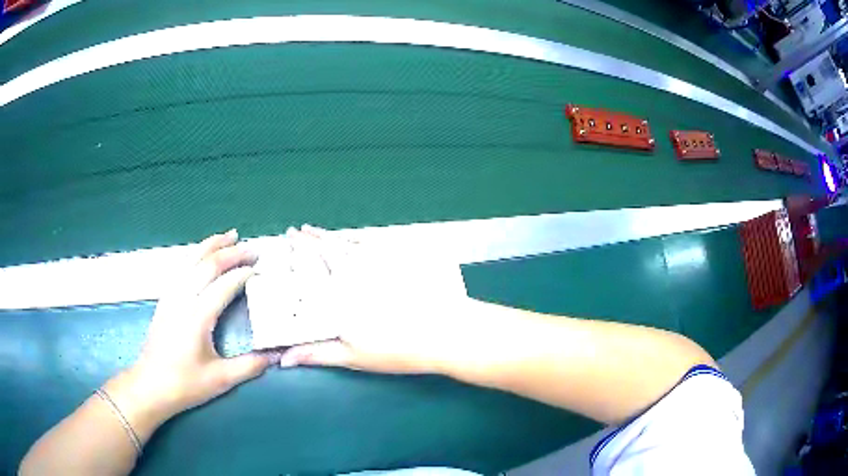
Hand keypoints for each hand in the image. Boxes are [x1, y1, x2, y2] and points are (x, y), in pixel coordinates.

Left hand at [108, 230, 271, 428]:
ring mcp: (171, 296)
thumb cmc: (185, 384)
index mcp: (197, 317)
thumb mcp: (220, 380)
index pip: (224, 285)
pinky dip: (195, 255)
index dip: (243, 274)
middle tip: (251, 248)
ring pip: (191, 261)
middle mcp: (183, 299)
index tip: (261, 270)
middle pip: (207, 265)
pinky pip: (181, 268)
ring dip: (211, 245)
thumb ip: (249, 366)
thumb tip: (276, 355)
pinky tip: (201, 253)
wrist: (150, 386)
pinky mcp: (165, 299)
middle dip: (231, 253)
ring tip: (228, 235)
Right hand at [278, 225, 472, 373]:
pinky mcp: (402, 255)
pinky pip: (373, 239)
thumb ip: (317, 353)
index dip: (297, 251)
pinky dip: (358, 235)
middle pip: (325, 248)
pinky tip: (353, 235)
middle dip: (308, 239)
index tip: (287, 241)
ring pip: (346, 241)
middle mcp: (355, 271)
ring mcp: (380, 260)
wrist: (447, 333)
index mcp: (339, 294)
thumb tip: (284, 359)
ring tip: (314, 229)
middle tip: (296, 231)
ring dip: (328, 235)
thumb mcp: (354, 356)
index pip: (310, 266)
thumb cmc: (399, 349)